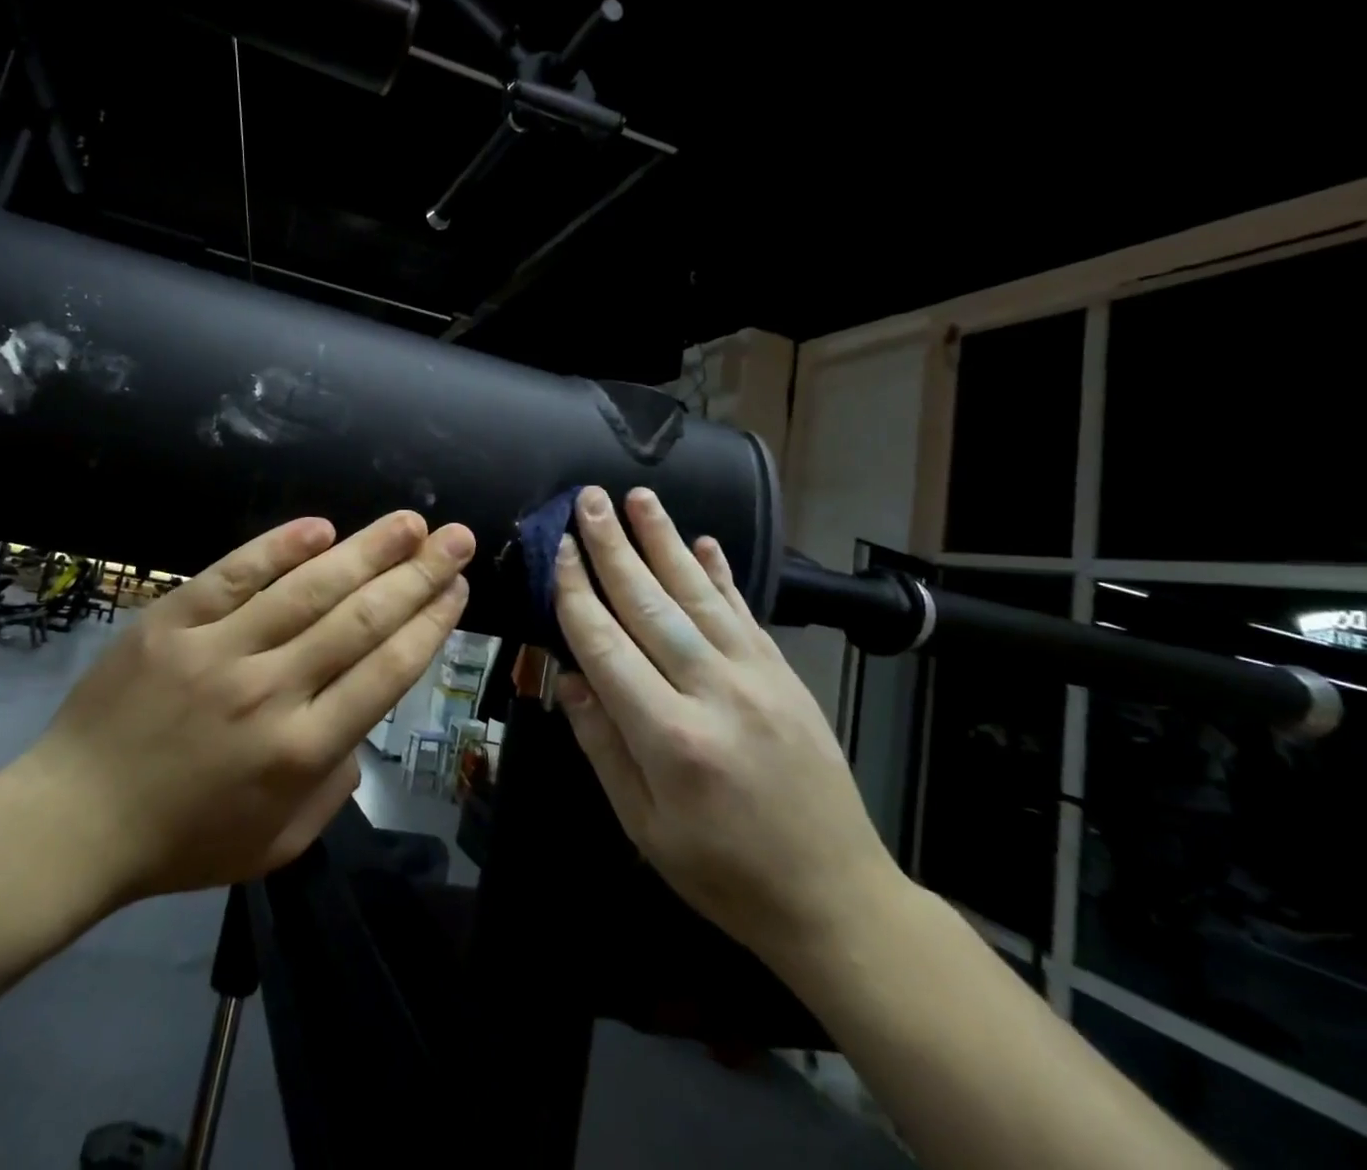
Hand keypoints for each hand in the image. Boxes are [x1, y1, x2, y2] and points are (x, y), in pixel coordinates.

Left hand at [17, 512, 475, 909]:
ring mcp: (218, 650)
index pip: (386, 673)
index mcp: (301, 752)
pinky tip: (321, 527)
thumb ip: (335, 787)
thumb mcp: (277, 843)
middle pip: (361, 621)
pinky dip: (278, 547)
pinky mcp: (172, 621)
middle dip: (418, 575)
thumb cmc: (181, 841)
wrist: (72, 821)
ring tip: (410, 522)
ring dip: (367, 550)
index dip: (430, 625)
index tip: (458, 589)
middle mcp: (271, 692)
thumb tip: (362, 722)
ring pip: (308, 589)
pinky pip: (233, 574)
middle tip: (456, 539)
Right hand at [551, 486, 899, 966]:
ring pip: (699, 594)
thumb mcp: (644, 827)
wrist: (836, 898)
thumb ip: (603, 746)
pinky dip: (722, 574)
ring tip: (639, 497)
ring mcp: (758, 678)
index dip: (577, 593)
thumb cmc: (723, 872)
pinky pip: (746, 613)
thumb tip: (568, 676)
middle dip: (614, 547)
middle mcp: (714, 693)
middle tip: (589, 499)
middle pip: (651, 604)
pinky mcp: (786, 676)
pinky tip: (704, 542)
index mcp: (670, 738)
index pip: (607, 645)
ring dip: (665, 541)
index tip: (559, 549)